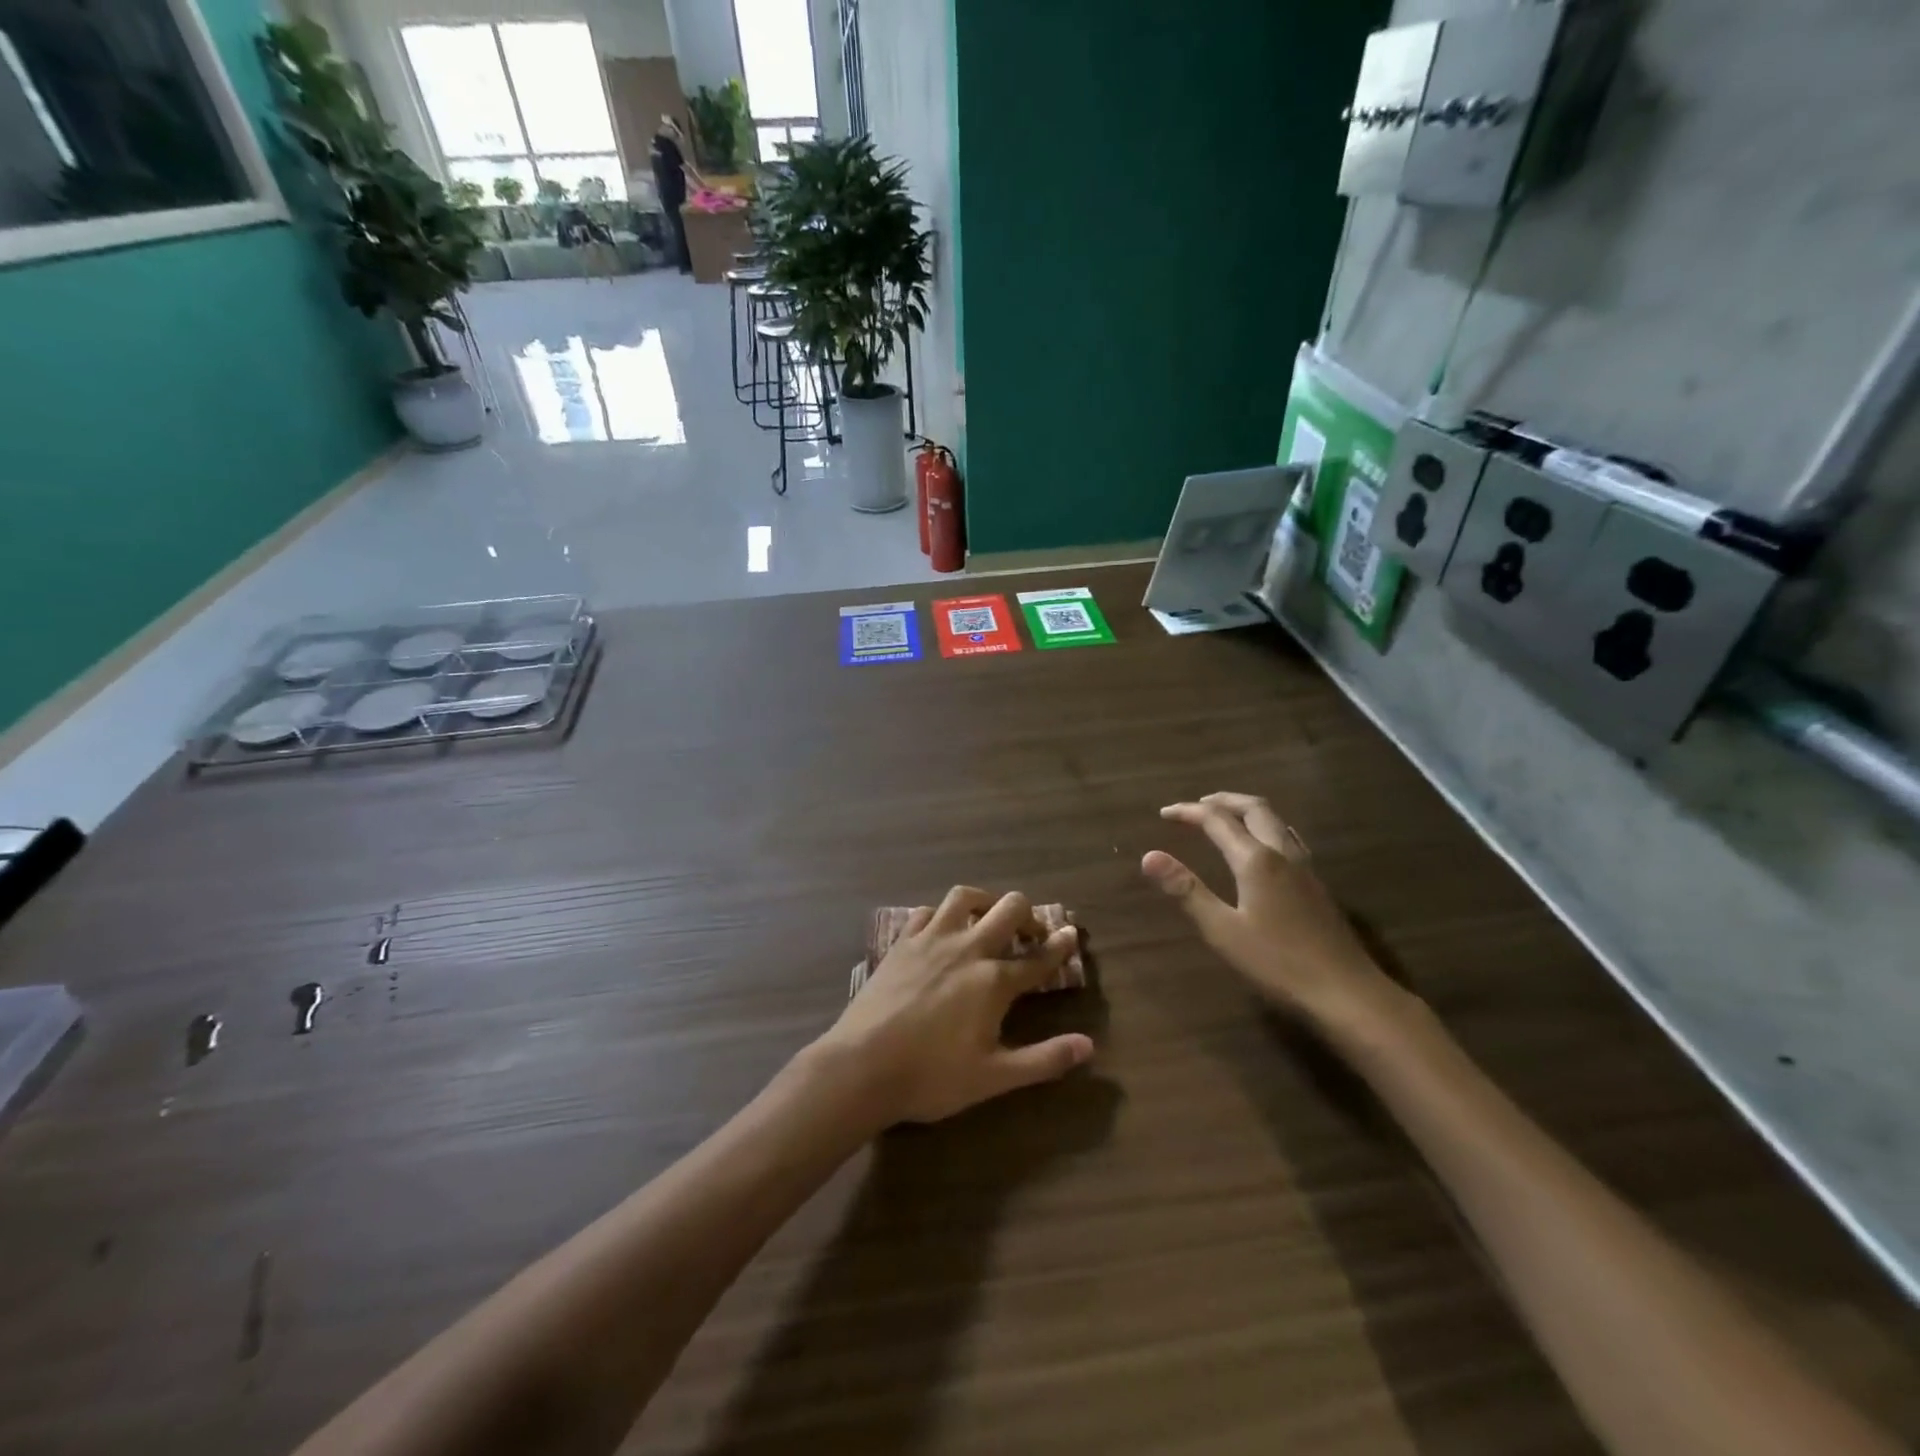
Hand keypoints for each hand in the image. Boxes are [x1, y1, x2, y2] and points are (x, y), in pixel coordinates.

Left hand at [818, 887, 1093, 1125]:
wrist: (862, 1066)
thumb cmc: (932, 1076)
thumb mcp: (994, 1077)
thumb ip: (1044, 1060)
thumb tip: (1088, 1046)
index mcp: (993, 981)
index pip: (1039, 958)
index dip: (1060, 946)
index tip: (1072, 934)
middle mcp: (967, 948)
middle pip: (1008, 909)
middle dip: (1028, 915)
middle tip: (1031, 933)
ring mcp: (930, 940)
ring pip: (964, 897)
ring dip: (985, 901)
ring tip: (990, 917)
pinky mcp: (901, 943)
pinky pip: (925, 912)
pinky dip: (940, 914)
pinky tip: (941, 929)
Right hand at [1142, 792, 1406, 1033]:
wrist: (1346, 992)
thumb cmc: (1277, 963)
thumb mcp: (1222, 930)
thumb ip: (1186, 890)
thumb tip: (1149, 856)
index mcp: (1256, 859)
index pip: (1217, 821)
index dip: (1188, 812)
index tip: (1163, 813)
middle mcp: (1282, 853)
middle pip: (1254, 808)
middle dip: (1222, 801)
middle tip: (1197, 806)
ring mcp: (1305, 868)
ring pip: (1275, 820)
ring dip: (1247, 810)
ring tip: (1226, 818)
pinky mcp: (1316, 885)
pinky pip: (1288, 837)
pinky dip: (1265, 827)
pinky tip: (1262, 848)